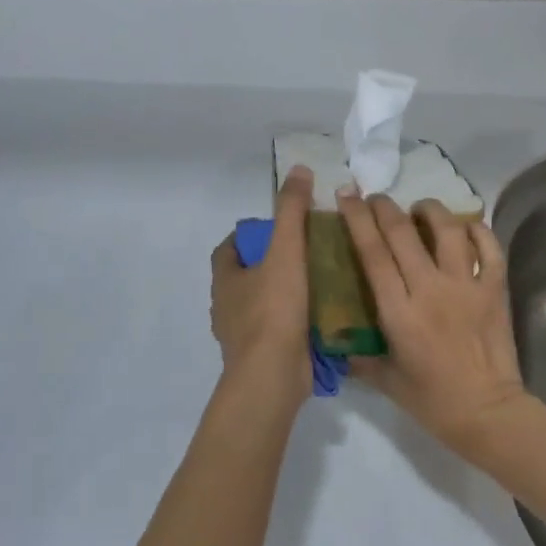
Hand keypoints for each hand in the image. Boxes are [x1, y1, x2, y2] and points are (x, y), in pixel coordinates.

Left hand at [210, 165, 313, 410]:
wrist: (272, 376)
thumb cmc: (274, 309)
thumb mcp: (286, 251)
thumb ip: (292, 211)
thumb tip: (298, 169)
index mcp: (225, 280)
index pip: (228, 249)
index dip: (248, 237)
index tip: (276, 230)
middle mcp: (226, 307)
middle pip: (245, 277)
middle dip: (270, 265)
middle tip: (305, 254)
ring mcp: (242, 336)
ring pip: (261, 305)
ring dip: (283, 294)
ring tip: (318, 282)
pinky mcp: (261, 357)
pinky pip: (276, 331)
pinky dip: (292, 322)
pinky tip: (320, 317)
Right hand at [336, 191, 533, 458]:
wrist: (488, 413)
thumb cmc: (432, 401)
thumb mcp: (386, 379)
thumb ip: (359, 355)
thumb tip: (337, 338)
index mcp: (398, 311)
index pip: (372, 252)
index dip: (356, 219)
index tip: (347, 196)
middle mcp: (430, 289)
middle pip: (402, 232)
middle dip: (384, 207)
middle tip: (375, 198)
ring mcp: (466, 286)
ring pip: (447, 229)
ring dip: (429, 210)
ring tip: (420, 209)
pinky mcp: (495, 289)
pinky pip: (489, 247)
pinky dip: (477, 230)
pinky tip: (465, 228)